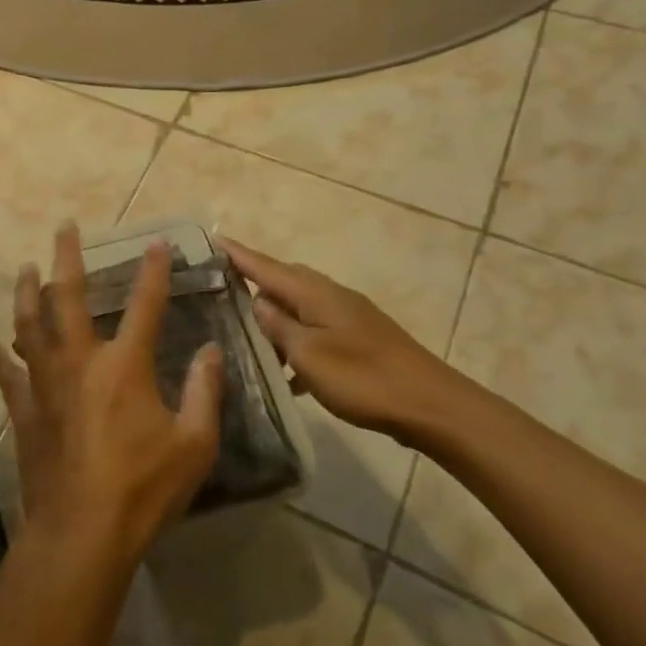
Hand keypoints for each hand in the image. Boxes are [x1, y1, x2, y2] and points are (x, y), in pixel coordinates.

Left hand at [0, 225, 223, 563]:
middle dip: (67, 258)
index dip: (153, 271)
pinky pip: (8, 375)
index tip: (157, 243)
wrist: (82, 532)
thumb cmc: (144, 488)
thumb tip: (211, 350)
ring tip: (25, 269)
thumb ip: (205, 392)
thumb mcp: (194, 445)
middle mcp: (79, 362)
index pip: (145, 305)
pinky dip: (2, 358)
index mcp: (124, 366)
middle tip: (63, 228)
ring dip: (26, 293)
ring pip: (29, 325)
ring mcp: (45, 384)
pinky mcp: (24, 411)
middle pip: (68, 297)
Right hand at [221, 238, 469, 441]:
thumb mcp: (308, 353)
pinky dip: (296, 342)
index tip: (212, 239)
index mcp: (314, 293)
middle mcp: (330, 296)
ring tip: (246, 333)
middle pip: (283, 280)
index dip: (238, 254)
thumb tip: (258, 302)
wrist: (432, 406)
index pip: (265, 266)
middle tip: (220, 286)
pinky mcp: (359, 341)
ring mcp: (348, 317)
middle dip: (253, 280)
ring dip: (274, 317)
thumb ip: (278, 326)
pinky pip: (315, 331)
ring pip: (299, 307)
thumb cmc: (363, 377)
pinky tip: (286, 371)